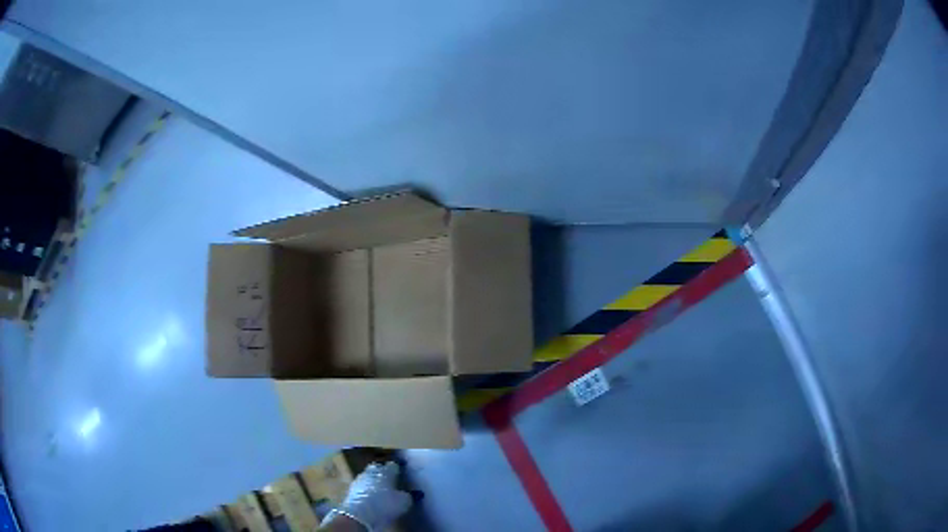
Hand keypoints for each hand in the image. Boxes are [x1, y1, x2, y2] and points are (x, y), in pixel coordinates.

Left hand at [322, 462, 411, 530]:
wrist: (359, 514)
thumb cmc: (385, 505)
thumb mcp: (404, 502)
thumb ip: (407, 495)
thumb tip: (405, 494)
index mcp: (385, 472)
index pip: (393, 466)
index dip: (397, 469)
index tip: (401, 474)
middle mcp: (371, 472)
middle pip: (377, 468)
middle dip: (382, 472)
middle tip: (389, 480)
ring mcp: (359, 480)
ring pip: (368, 477)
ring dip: (373, 481)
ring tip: (379, 490)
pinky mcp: (351, 489)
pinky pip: (361, 487)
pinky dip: (366, 490)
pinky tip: (370, 497)